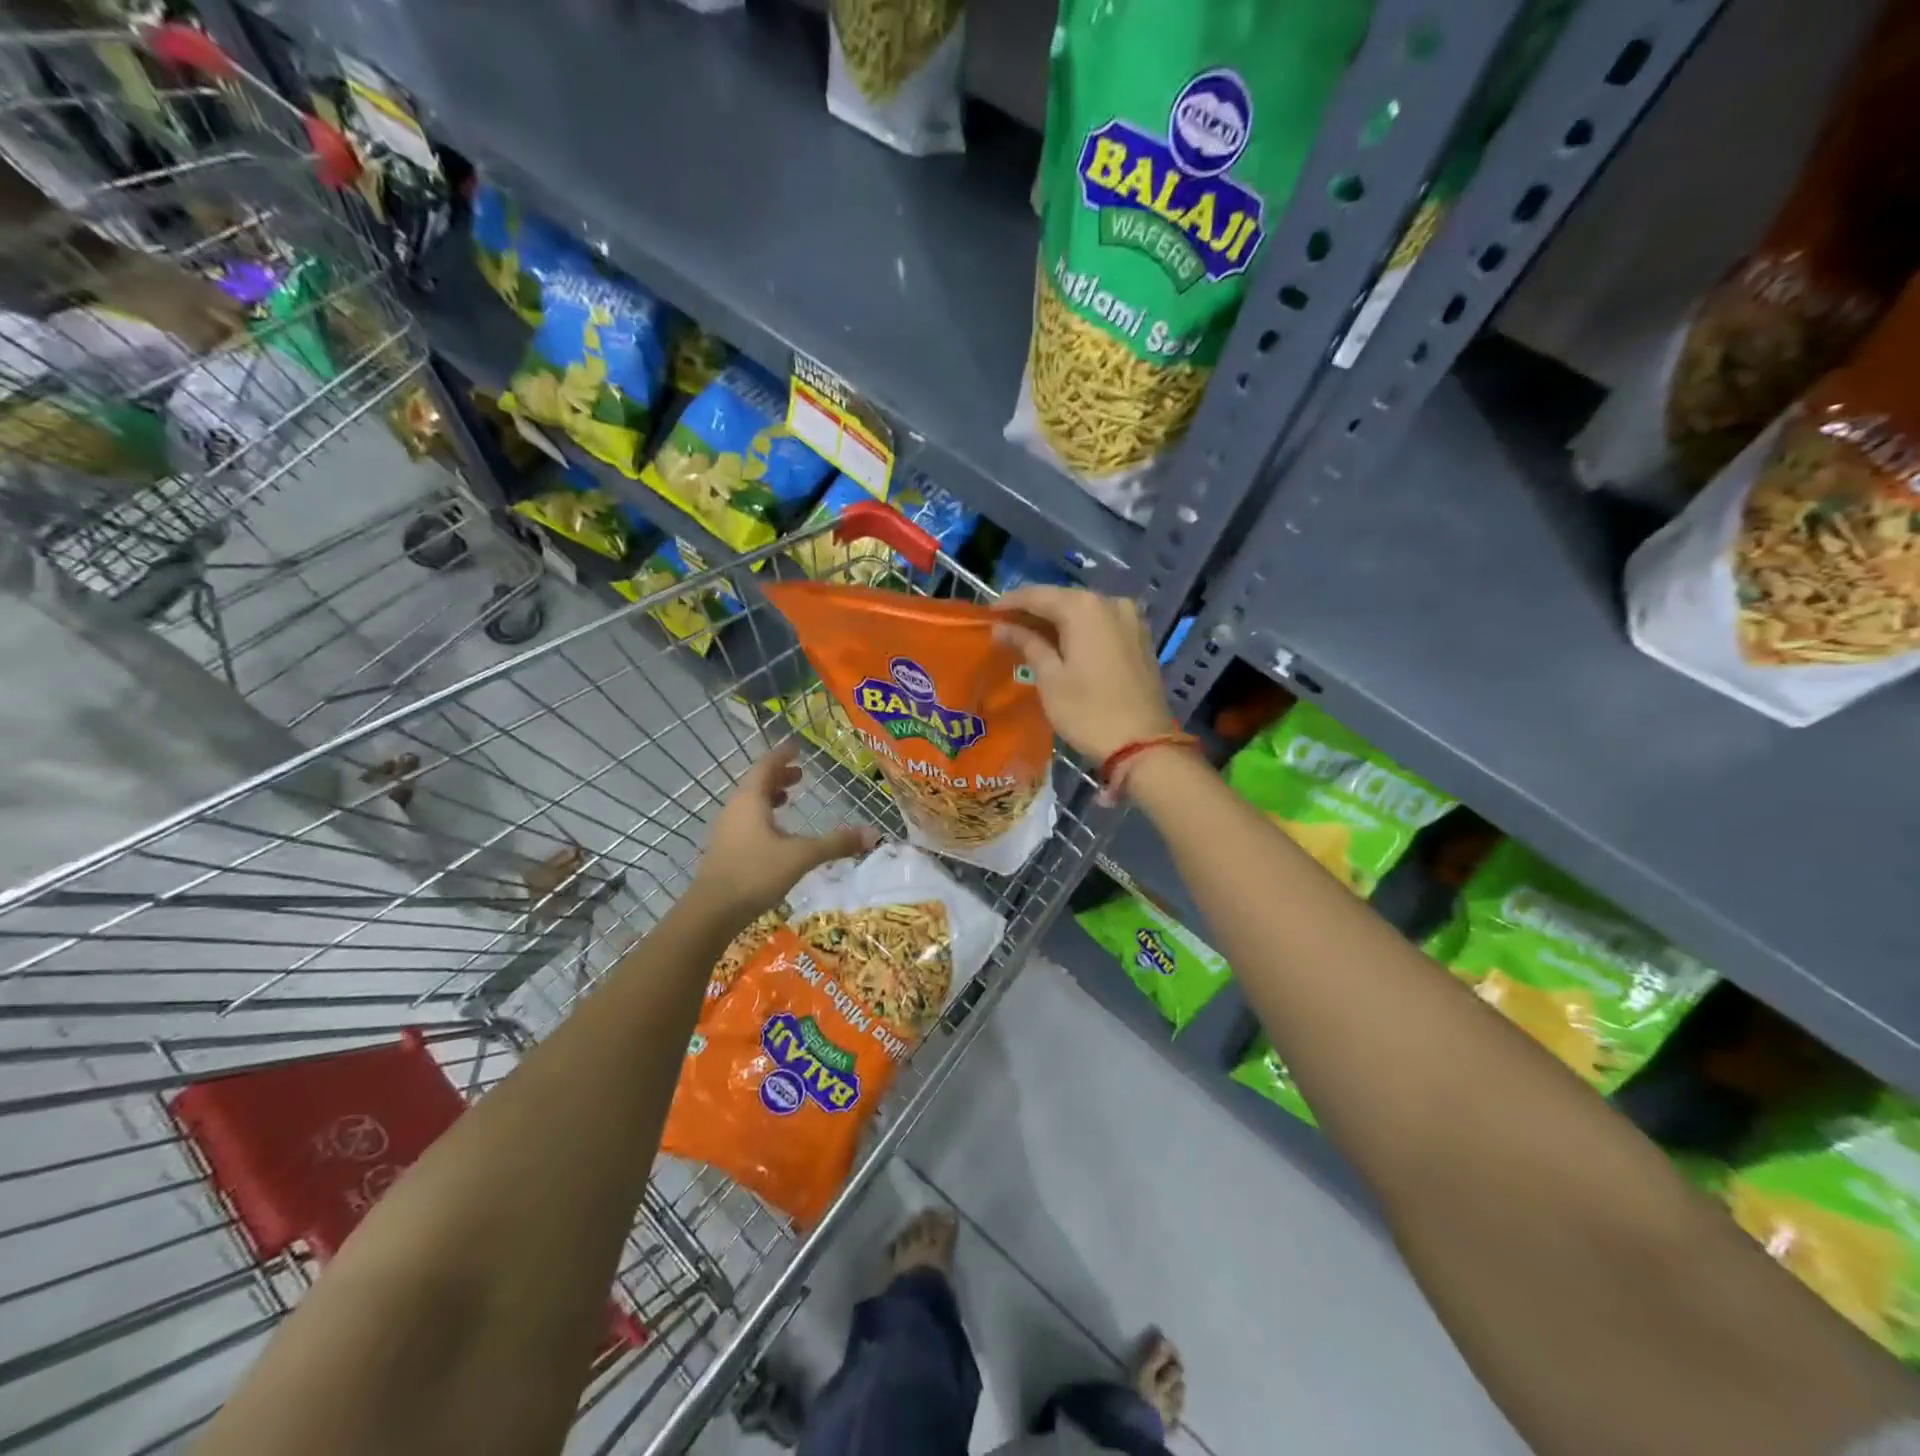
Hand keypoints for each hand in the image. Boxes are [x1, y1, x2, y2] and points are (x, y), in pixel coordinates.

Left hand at [693, 746, 877, 922]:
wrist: (712, 912)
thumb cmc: (756, 873)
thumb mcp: (802, 856)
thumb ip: (836, 843)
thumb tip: (873, 833)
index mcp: (750, 800)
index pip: (766, 766)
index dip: (783, 755)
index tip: (797, 746)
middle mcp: (735, 809)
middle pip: (756, 783)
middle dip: (779, 776)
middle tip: (801, 774)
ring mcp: (727, 831)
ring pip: (750, 804)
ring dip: (769, 797)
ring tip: (788, 799)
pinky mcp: (725, 851)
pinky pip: (746, 822)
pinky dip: (763, 817)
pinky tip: (777, 835)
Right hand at [993, 586, 1178, 762]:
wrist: (1143, 744)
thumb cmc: (1088, 712)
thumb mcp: (1050, 678)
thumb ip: (1026, 644)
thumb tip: (1001, 627)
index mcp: (1084, 607)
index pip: (1037, 595)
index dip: (1010, 602)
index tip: (988, 614)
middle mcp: (1110, 602)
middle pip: (1062, 599)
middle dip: (1033, 611)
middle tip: (1005, 627)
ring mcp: (1130, 619)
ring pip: (1083, 611)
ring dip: (1056, 621)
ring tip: (1029, 637)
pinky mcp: (1140, 638)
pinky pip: (1101, 624)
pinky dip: (1079, 630)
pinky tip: (1062, 644)